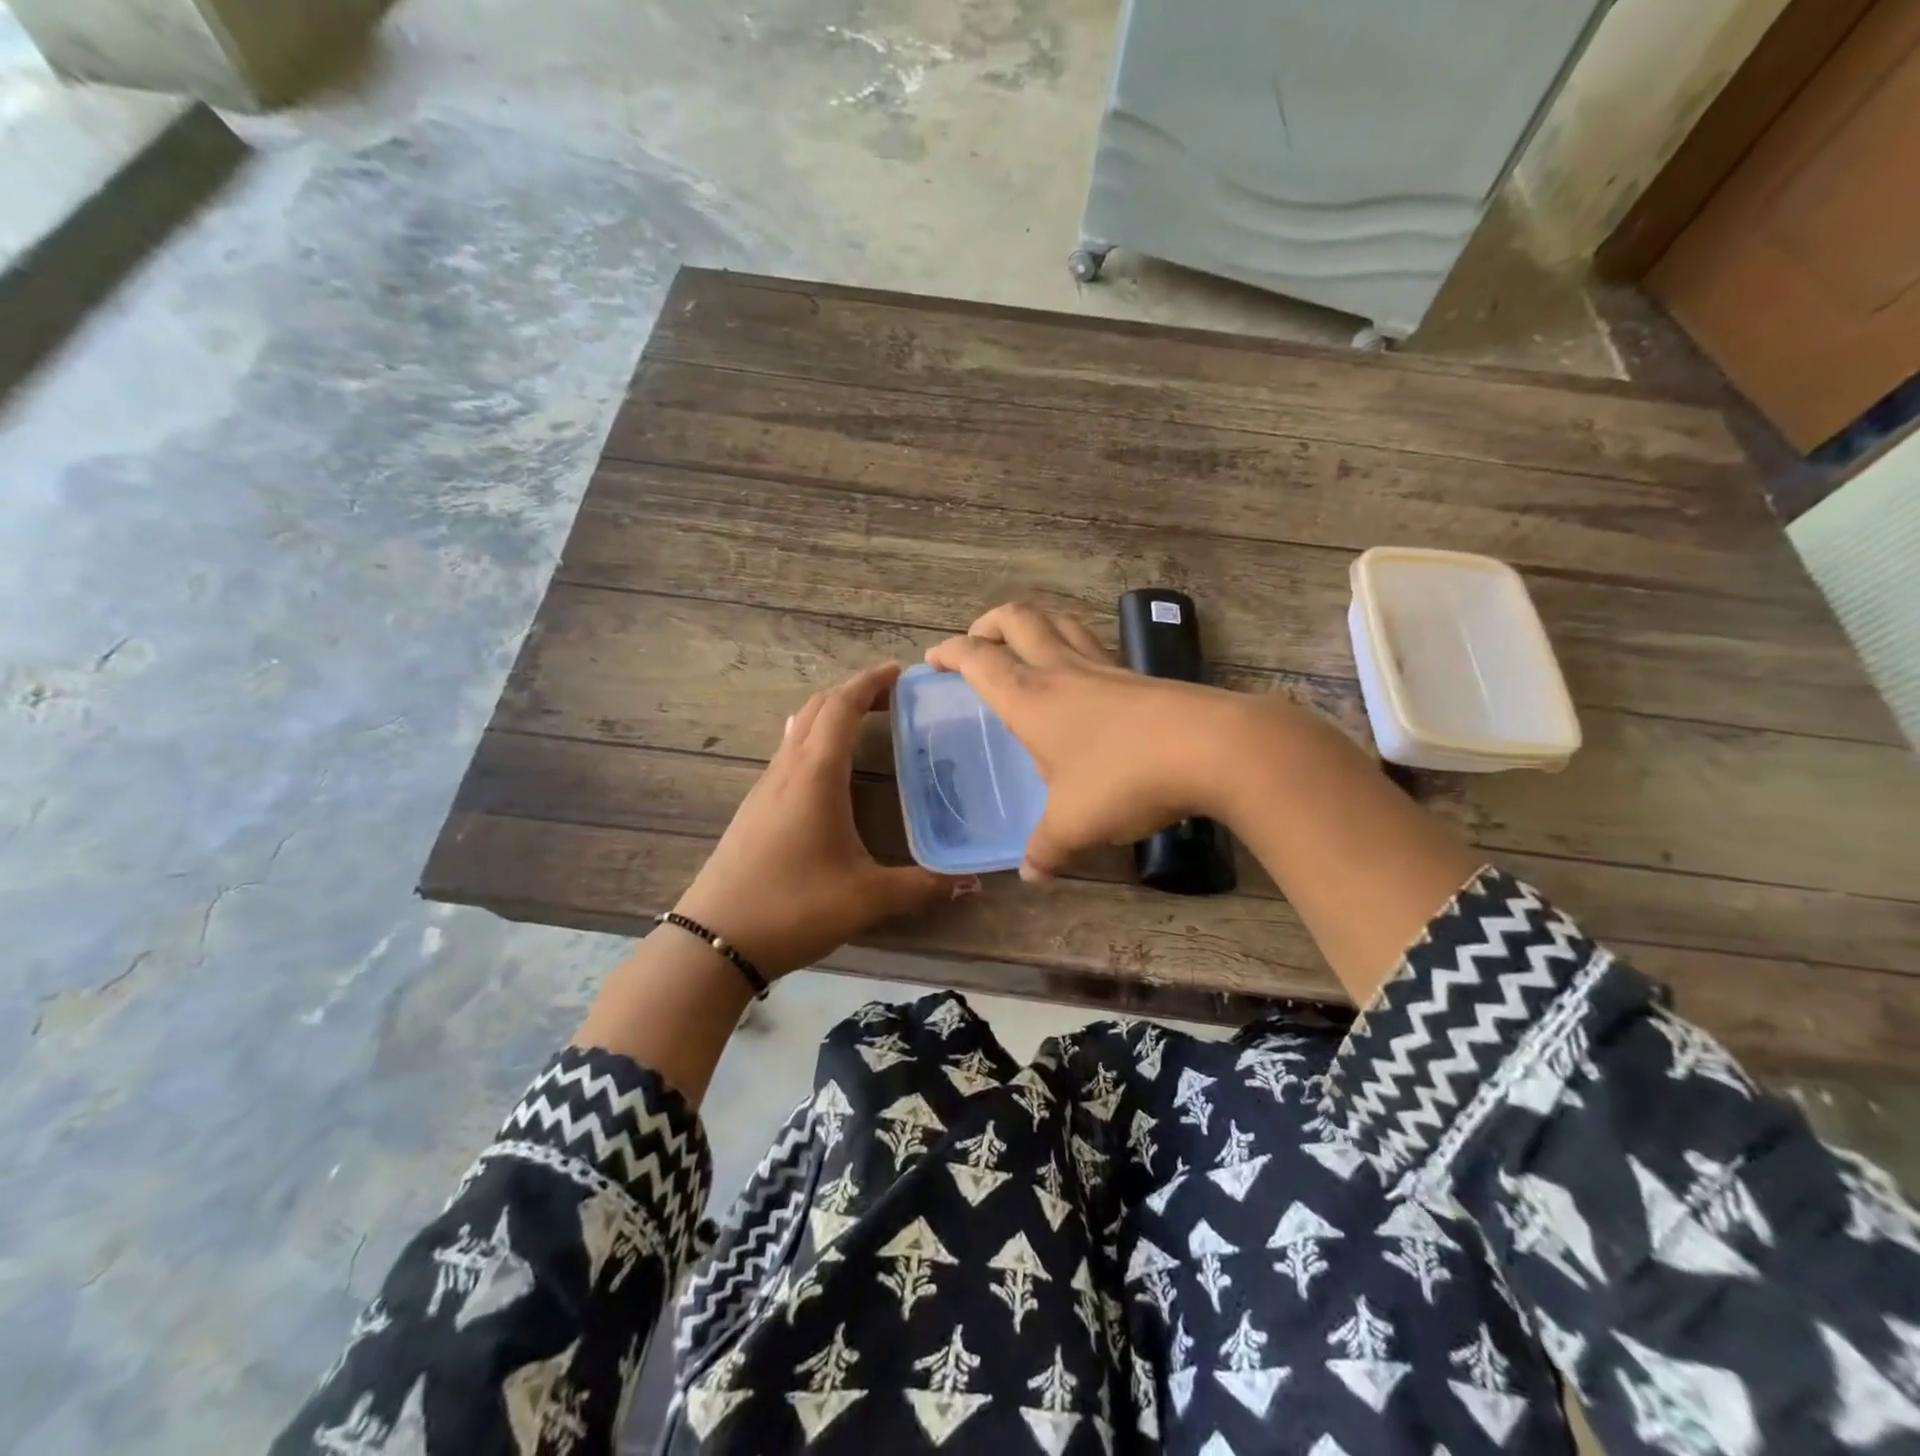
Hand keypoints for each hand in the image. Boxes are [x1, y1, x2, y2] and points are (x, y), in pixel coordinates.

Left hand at [675, 662, 972, 977]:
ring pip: (798, 728)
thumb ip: (921, 887)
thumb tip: (971, 882)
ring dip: (830, 714)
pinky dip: (814, 739)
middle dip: (854, 692)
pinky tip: (828, 767)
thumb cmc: (793, 908)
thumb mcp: (866, 899)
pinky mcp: (754, 808)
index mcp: (816, 775)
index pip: (842, 707)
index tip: (900, 671)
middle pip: (818, 708)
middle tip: (892, 696)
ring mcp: (765, 788)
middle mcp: (787, 770)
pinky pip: (787, 753)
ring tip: (865, 722)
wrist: (713, 942)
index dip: (871, 682)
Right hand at [926, 603, 1260, 878]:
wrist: (1212, 747)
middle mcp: (1061, 671)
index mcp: (1030, 697)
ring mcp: (1104, 667)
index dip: (950, 653)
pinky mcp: (1137, 676)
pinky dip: (1073, 647)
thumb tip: (1030, 874)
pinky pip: (1092, 646)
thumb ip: (1046, 848)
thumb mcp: (1075, 823)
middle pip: (1017, 619)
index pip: (978, 659)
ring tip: (1025, 648)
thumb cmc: (1124, 778)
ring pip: (1059, 622)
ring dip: (1033, 626)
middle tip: (977, 645)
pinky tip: (1081, 680)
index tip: (933, 660)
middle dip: (987, 624)